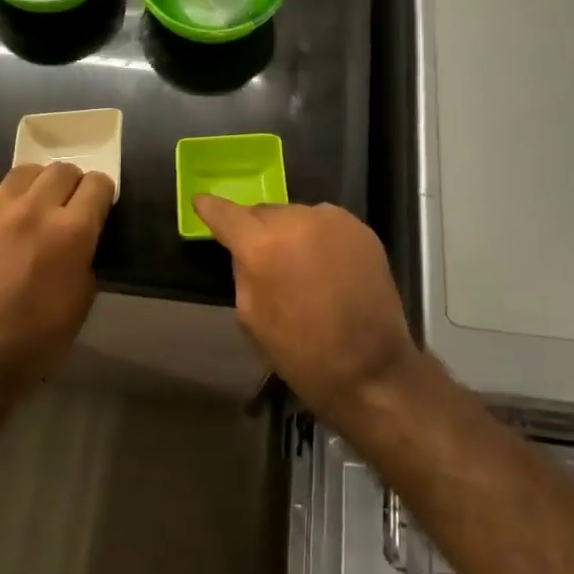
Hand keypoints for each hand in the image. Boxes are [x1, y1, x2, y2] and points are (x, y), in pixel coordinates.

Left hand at [0, 163, 114, 393]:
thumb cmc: (36, 340)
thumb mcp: (82, 299)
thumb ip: (85, 256)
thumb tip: (80, 237)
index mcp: (72, 232)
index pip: (98, 185)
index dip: (101, 194)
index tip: (96, 206)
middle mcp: (34, 209)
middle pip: (62, 169)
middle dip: (70, 185)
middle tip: (64, 207)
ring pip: (23, 172)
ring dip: (33, 187)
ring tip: (27, 208)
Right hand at [193, 197, 416, 425]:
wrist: (371, 369)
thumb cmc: (301, 353)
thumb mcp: (251, 318)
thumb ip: (243, 272)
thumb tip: (245, 249)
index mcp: (263, 245)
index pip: (227, 213)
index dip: (210, 208)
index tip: (201, 203)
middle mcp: (298, 220)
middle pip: (264, 212)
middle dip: (258, 231)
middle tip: (263, 258)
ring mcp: (334, 221)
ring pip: (297, 216)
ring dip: (291, 233)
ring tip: (300, 267)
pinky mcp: (361, 229)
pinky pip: (326, 225)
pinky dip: (319, 238)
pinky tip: (326, 267)